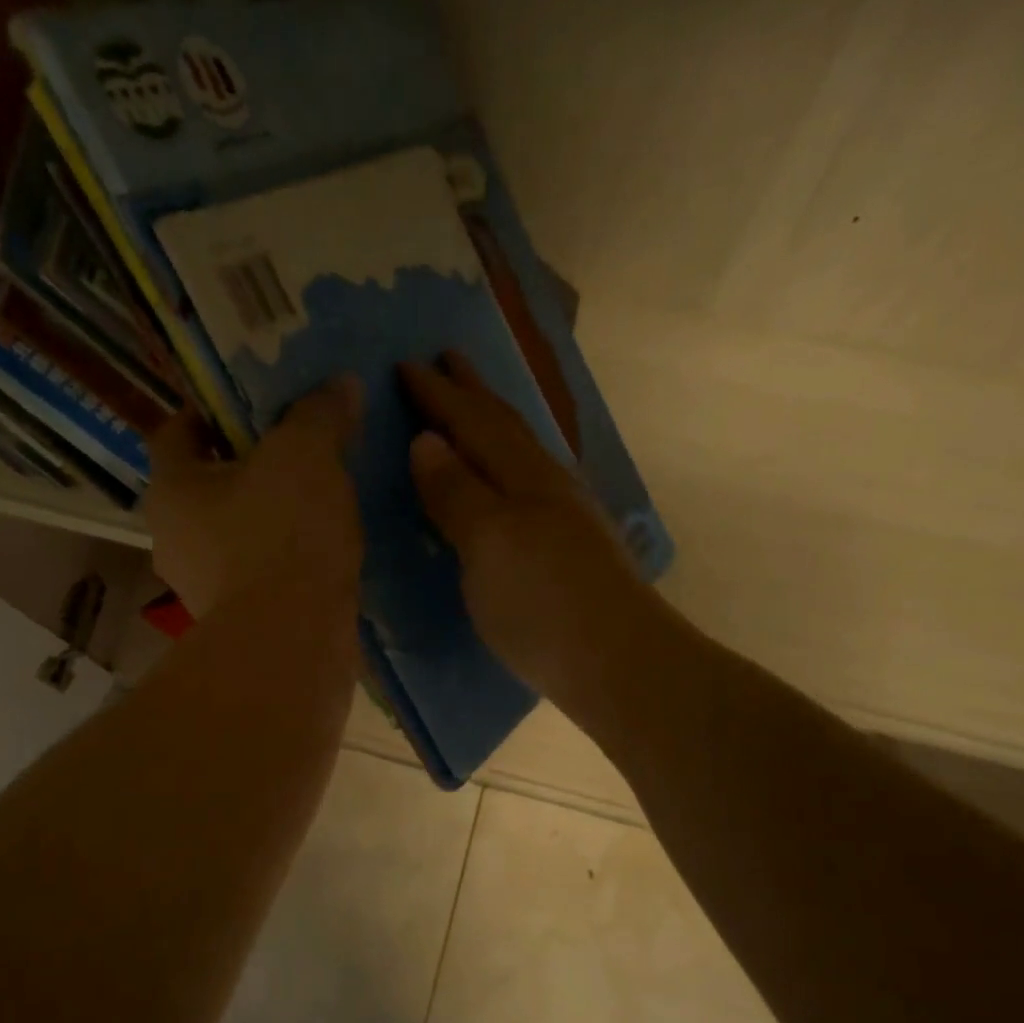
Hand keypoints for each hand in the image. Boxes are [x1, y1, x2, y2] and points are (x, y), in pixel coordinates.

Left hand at [142, 376, 364, 619]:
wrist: (291, 643)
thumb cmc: (282, 534)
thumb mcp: (306, 454)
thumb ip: (319, 413)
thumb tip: (340, 384)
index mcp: (171, 489)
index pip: (176, 432)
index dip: (211, 411)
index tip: (252, 404)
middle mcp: (173, 540)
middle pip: (206, 486)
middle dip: (247, 466)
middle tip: (295, 448)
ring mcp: (203, 588)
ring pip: (233, 534)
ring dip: (266, 516)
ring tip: (317, 500)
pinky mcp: (237, 624)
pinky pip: (258, 574)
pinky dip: (282, 559)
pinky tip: (321, 551)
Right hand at [403, 353, 644, 699]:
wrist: (618, 663)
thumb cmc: (542, 602)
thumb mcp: (489, 543)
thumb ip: (457, 492)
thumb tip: (427, 441)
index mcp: (523, 476)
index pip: (474, 422)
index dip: (439, 395)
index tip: (405, 364)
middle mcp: (548, 486)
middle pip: (505, 428)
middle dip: (472, 393)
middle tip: (446, 359)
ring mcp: (566, 518)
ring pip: (523, 454)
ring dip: (493, 425)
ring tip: (473, 410)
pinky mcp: (572, 550)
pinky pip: (529, 486)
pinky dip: (507, 467)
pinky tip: (509, 482)